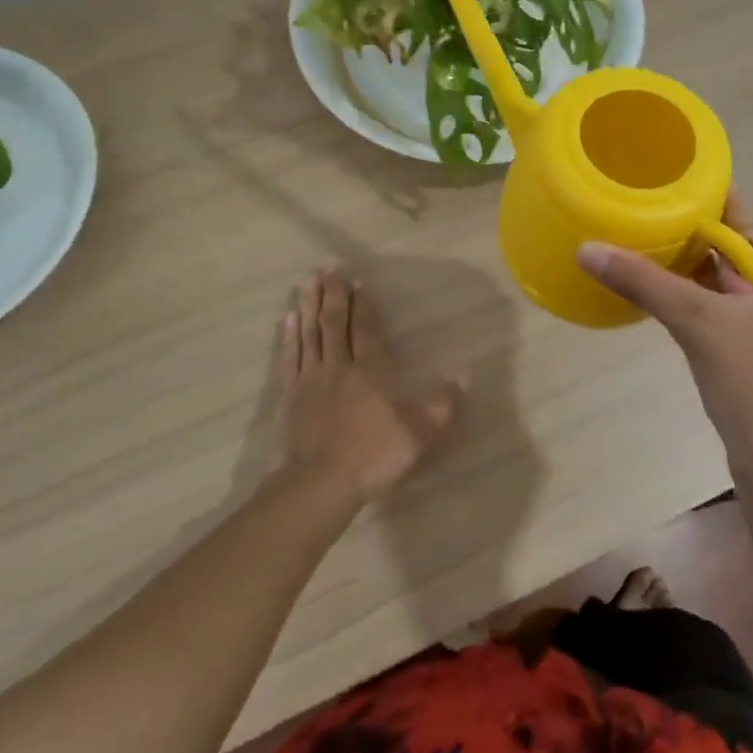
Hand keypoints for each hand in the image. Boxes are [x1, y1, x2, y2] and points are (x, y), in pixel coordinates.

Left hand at [275, 268, 463, 504]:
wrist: (320, 483)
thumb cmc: (374, 455)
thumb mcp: (420, 433)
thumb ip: (442, 404)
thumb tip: (463, 377)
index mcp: (371, 370)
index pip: (365, 329)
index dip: (361, 305)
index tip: (357, 282)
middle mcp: (340, 366)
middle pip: (334, 323)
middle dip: (333, 294)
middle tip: (329, 269)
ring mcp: (311, 379)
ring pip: (311, 333)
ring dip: (309, 306)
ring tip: (307, 282)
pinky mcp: (291, 395)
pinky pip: (291, 357)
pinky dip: (291, 336)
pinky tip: (289, 320)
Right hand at [576, 199, 752, 480]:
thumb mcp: (696, 321)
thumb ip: (644, 280)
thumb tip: (587, 249)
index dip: (708, 240)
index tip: (667, 237)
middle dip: (714, 274)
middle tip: (667, 272)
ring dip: (722, 300)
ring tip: (680, 301)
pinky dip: (739, 325)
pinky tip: (706, 332)